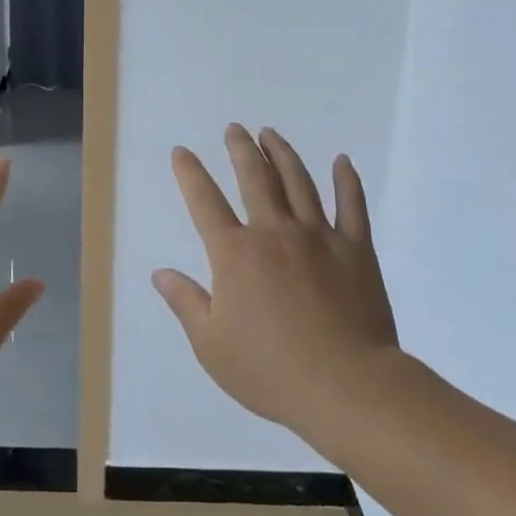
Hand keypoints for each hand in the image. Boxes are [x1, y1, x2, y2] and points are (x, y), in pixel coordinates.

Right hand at [152, 125, 397, 432]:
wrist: (346, 387)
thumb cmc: (271, 371)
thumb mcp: (212, 346)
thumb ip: (186, 303)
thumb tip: (159, 273)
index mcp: (235, 254)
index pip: (205, 202)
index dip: (190, 173)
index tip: (182, 152)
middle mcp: (274, 232)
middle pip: (254, 178)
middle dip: (241, 149)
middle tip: (235, 128)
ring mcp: (318, 237)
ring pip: (298, 182)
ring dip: (282, 154)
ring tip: (271, 134)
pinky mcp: (356, 249)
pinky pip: (351, 205)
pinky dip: (346, 180)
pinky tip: (342, 161)